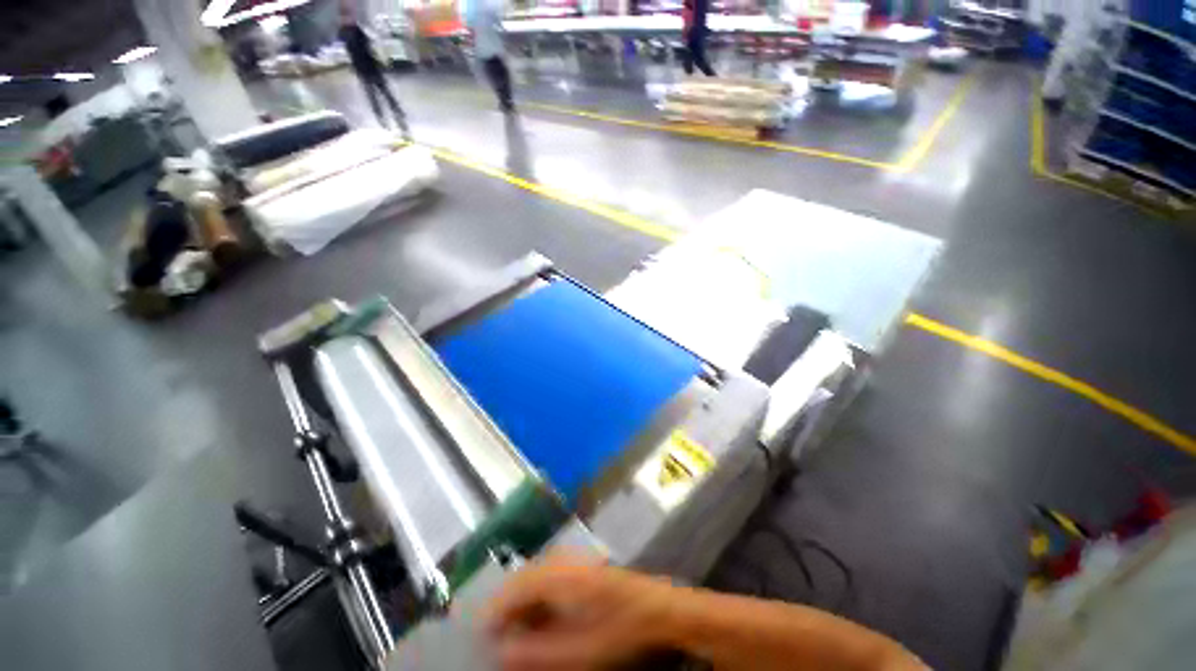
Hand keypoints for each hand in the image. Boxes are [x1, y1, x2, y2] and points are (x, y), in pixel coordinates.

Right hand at [483, 553, 675, 669]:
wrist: (660, 610)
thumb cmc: (619, 632)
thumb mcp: (577, 652)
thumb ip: (536, 652)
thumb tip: (502, 650)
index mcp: (559, 576)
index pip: (513, 588)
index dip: (494, 613)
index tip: (482, 638)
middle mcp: (563, 560)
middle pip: (522, 579)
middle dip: (506, 607)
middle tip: (499, 638)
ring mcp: (575, 560)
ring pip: (535, 576)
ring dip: (522, 603)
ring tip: (517, 631)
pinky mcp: (583, 565)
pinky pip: (550, 577)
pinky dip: (539, 598)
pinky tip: (542, 618)